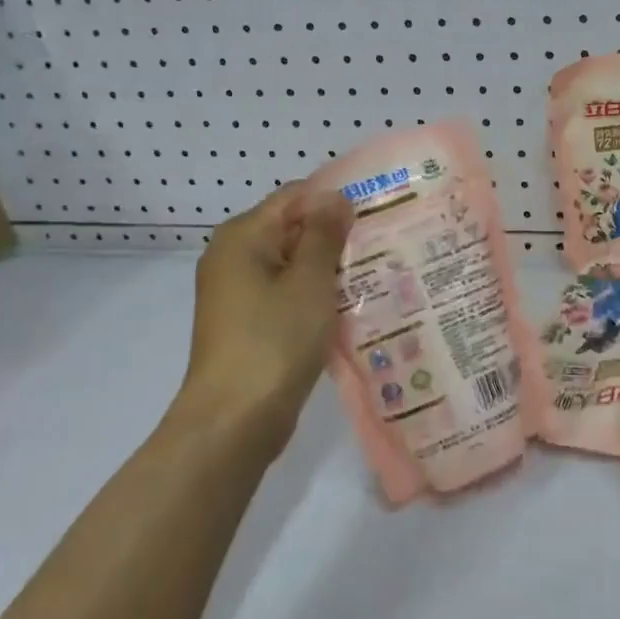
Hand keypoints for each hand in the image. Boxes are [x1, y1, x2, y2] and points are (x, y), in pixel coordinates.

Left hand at [174, 181, 353, 450]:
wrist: (234, 422)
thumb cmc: (274, 341)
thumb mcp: (309, 281)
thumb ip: (324, 234)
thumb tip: (336, 196)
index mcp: (243, 236)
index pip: (296, 196)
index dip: (335, 199)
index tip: (378, 210)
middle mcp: (234, 257)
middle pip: (293, 229)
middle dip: (336, 235)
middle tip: (385, 241)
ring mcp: (238, 293)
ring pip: (293, 264)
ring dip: (329, 268)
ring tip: (378, 271)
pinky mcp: (248, 323)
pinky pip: (287, 294)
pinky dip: (315, 295)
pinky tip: (351, 305)